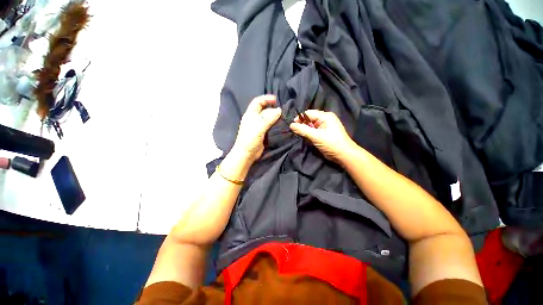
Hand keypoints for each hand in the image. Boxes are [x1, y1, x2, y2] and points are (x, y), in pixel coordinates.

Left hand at [232, 95, 281, 162]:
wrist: (247, 154)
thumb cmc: (250, 139)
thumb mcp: (259, 127)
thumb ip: (269, 119)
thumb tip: (279, 110)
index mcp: (250, 114)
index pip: (258, 102)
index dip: (266, 99)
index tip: (276, 100)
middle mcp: (255, 119)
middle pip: (264, 110)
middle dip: (273, 109)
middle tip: (283, 111)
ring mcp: (259, 126)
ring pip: (268, 118)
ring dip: (275, 117)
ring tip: (284, 117)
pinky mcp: (263, 133)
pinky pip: (270, 125)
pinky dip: (275, 124)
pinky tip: (281, 124)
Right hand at [289, 110, 355, 162]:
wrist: (344, 155)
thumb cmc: (331, 143)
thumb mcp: (316, 136)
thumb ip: (303, 130)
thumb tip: (291, 125)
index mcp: (325, 116)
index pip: (309, 113)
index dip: (300, 118)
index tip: (292, 126)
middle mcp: (325, 119)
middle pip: (309, 119)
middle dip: (302, 124)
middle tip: (295, 131)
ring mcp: (324, 127)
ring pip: (311, 126)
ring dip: (305, 130)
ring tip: (299, 135)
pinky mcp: (323, 134)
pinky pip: (313, 131)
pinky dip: (308, 134)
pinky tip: (305, 138)